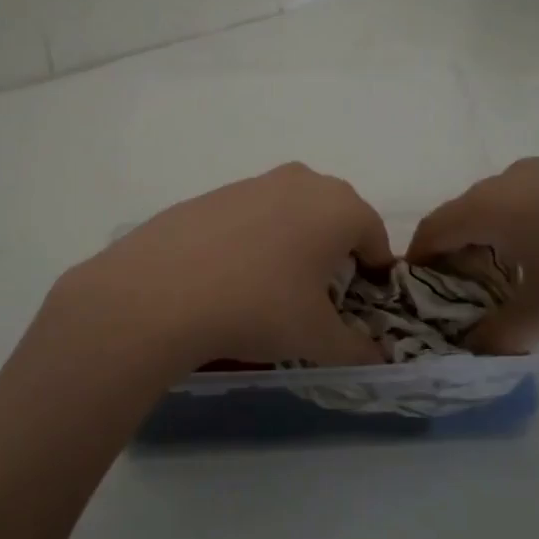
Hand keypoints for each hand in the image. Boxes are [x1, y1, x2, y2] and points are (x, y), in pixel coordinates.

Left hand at [51, 164, 392, 371]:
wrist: (162, 290)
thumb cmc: (260, 307)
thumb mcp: (318, 339)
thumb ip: (357, 348)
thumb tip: (376, 357)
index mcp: (339, 207)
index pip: (375, 236)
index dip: (375, 273)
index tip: (360, 305)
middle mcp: (301, 182)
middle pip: (334, 217)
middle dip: (335, 252)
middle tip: (319, 295)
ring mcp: (253, 182)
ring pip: (291, 212)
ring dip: (294, 242)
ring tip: (272, 287)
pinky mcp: (212, 193)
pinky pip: (251, 216)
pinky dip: (253, 240)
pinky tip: (230, 276)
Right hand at [407, 143, 538, 349]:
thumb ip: (503, 334)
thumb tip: (476, 349)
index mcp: (493, 206)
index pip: (436, 226)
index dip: (421, 254)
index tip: (421, 279)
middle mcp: (520, 174)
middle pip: (477, 206)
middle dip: (471, 241)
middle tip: (484, 278)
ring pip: (526, 191)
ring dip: (520, 222)